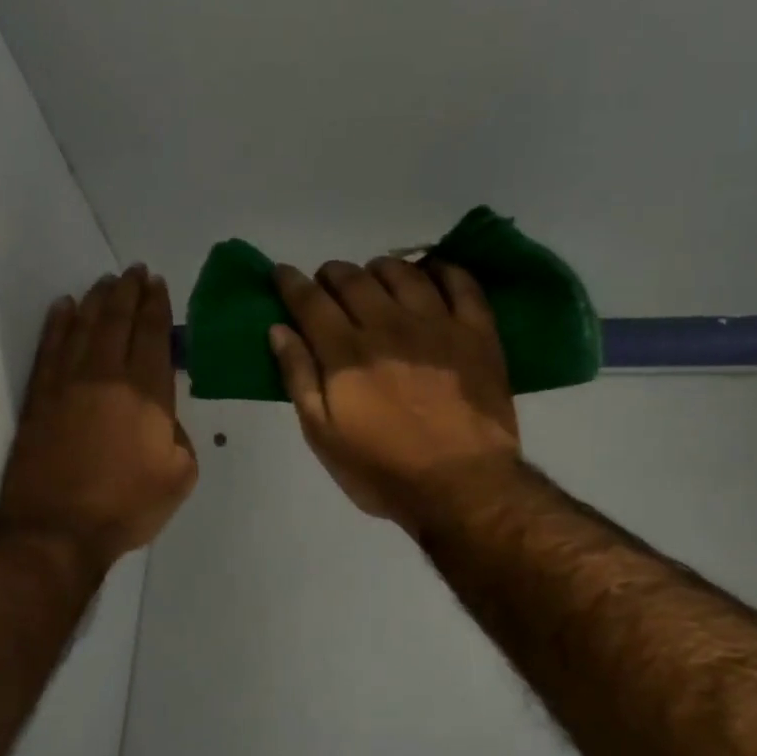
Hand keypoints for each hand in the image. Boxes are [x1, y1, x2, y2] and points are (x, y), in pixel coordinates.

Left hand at [0, 265, 197, 568]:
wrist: (57, 529)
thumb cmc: (127, 507)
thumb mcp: (180, 477)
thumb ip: (181, 437)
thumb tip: (165, 418)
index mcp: (146, 395)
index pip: (153, 337)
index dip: (157, 307)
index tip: (159, 284)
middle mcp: (106, 377)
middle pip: (118, 322)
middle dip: (129, 292)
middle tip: (135, 272)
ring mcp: (67, 384)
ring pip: (83, 327)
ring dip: (97, 300)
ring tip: (106, 282)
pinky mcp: (39, 398)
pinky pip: (49, 348)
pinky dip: (58, 323)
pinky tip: (64, 307)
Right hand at [269, 258, 519, 529]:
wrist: (462, 487)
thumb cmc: (383, 471)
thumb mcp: (324, 437)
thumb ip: (300, 379)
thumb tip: (280, 330)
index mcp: (345, 353)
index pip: (310, 301)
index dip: (291, 283)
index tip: (281, 273)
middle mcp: (388, 326)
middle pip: (353, 279)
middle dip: (332, 274)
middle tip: (327, 284)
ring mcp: (436, 324)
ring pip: (402, 272)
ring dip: (380, 269)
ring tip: (375, 279)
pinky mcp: (476, 332)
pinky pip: (460, 282)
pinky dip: (440, 270)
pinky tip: (431, 274)